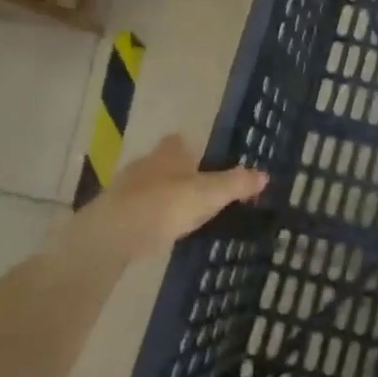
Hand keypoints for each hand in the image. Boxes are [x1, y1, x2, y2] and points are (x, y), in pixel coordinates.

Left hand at [57, 135, 266, 262]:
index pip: (181, 142)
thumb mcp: (210, 194)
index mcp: (169, 152)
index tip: (206, 164)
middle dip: (179, 174)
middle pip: (165, 163)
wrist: (112, 234)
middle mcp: (146, 163)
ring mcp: (124, 188)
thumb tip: (265, 175)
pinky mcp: (112, 213)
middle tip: (198, 191)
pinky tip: (157, 231)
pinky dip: (148, 217)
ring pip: (149, 186)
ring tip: (181, 215)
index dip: (193, 150)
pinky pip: (137, 210)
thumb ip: (236, 184)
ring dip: (162, 196)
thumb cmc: (165, 204)